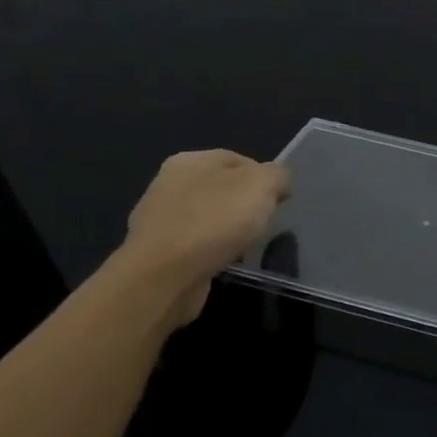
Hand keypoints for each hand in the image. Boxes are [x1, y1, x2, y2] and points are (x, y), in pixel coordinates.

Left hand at [120, 150, 290, 324]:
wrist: (164, 277)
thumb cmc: (215, 221)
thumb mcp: (262, 185)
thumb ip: (277, 175)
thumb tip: (277, 183)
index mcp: (190, 160)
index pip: (239, 159)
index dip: (264, 178)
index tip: (280, 201)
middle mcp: (168, 184)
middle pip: (222, 188)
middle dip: (245, 204)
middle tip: (264, 223)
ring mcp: (158, 219)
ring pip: (208, 217)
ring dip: (226, 229)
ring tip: (245, 245)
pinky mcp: (156, 252)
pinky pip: (194, 244)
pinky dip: (210, 251)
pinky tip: (222, 261)